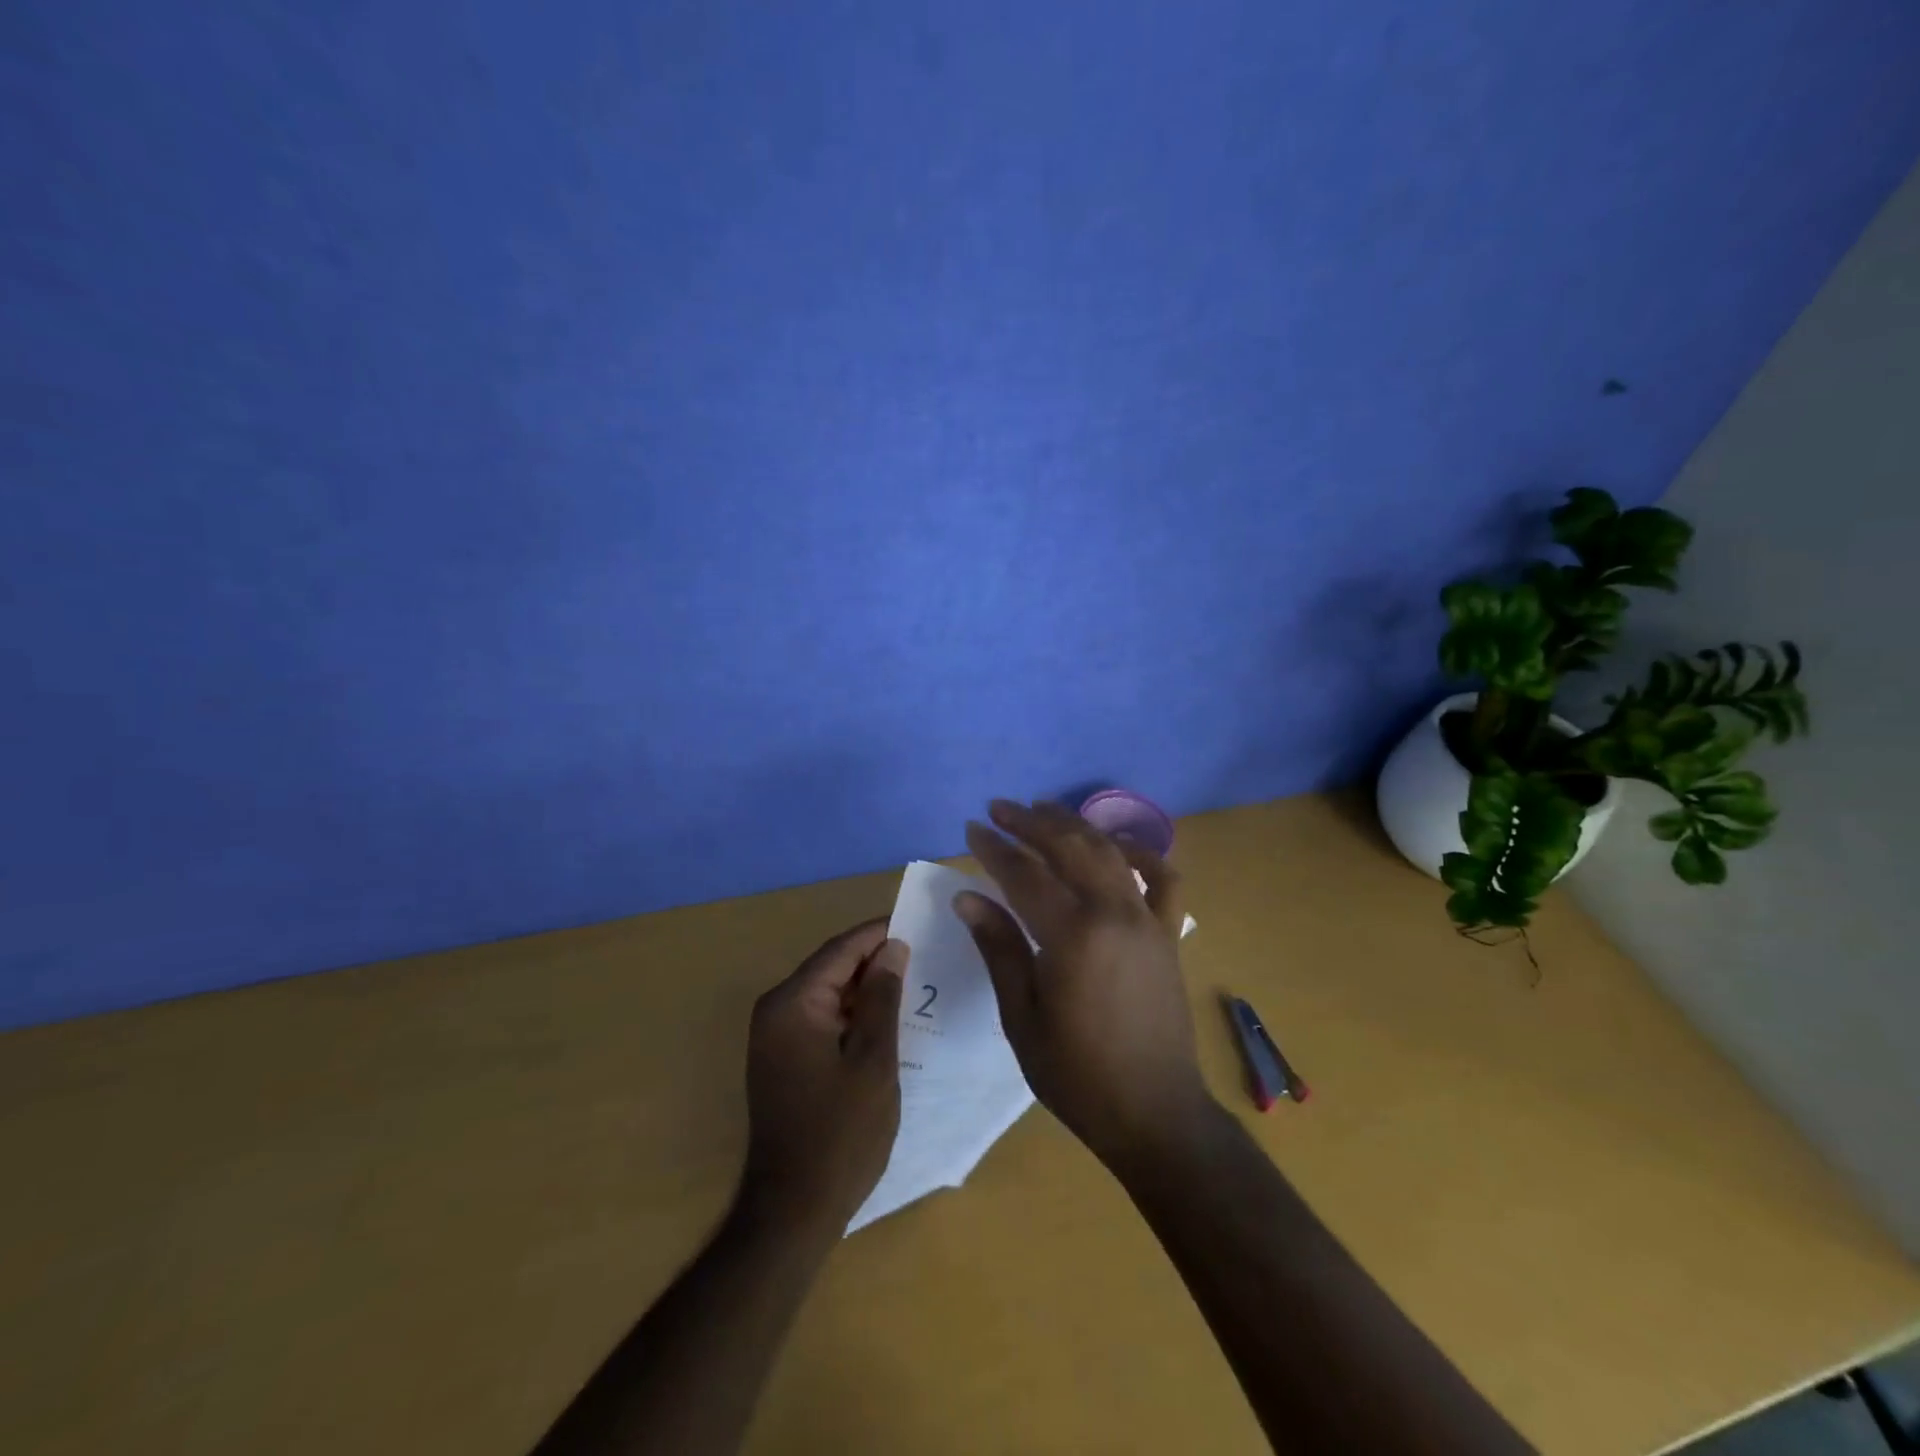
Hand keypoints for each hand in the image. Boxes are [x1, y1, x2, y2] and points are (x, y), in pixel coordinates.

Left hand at [738, 920, 907, 1233]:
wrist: (792, 1211)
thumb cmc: (840, 1134)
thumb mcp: (874, 1061)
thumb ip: (883, 998)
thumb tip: (893, 948)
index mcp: (793, 1003)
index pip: (841, 949)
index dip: (879, 934)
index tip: (919, 925)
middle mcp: (776, 1009)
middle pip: (832, 967)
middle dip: (875, 960)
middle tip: (924, 955)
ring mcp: (775, 1035)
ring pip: (828, 992)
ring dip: (866, 989)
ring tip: (913, 983)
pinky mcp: (782, 1058)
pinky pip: (821, 1018)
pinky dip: (852, 1014)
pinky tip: (886, 1020)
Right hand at [956, 799, 1211, 1167]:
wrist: (1154, 1113)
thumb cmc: (1077, 1074)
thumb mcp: (1021, 1016)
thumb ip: (999, 948)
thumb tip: (968, 897)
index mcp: (1073, 936)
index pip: (1025, 875)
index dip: (995, 849)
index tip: (972, 828)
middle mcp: (1114, 913)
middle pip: (1069, 848)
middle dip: (1031, 822)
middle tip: (1000, 808)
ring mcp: (1148, 920)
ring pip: (1110, 852)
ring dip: (1075, 825)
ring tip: (1043, 810)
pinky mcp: (1168, 933)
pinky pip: (1164, 879)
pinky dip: (1141, 854)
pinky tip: (1117, 846)